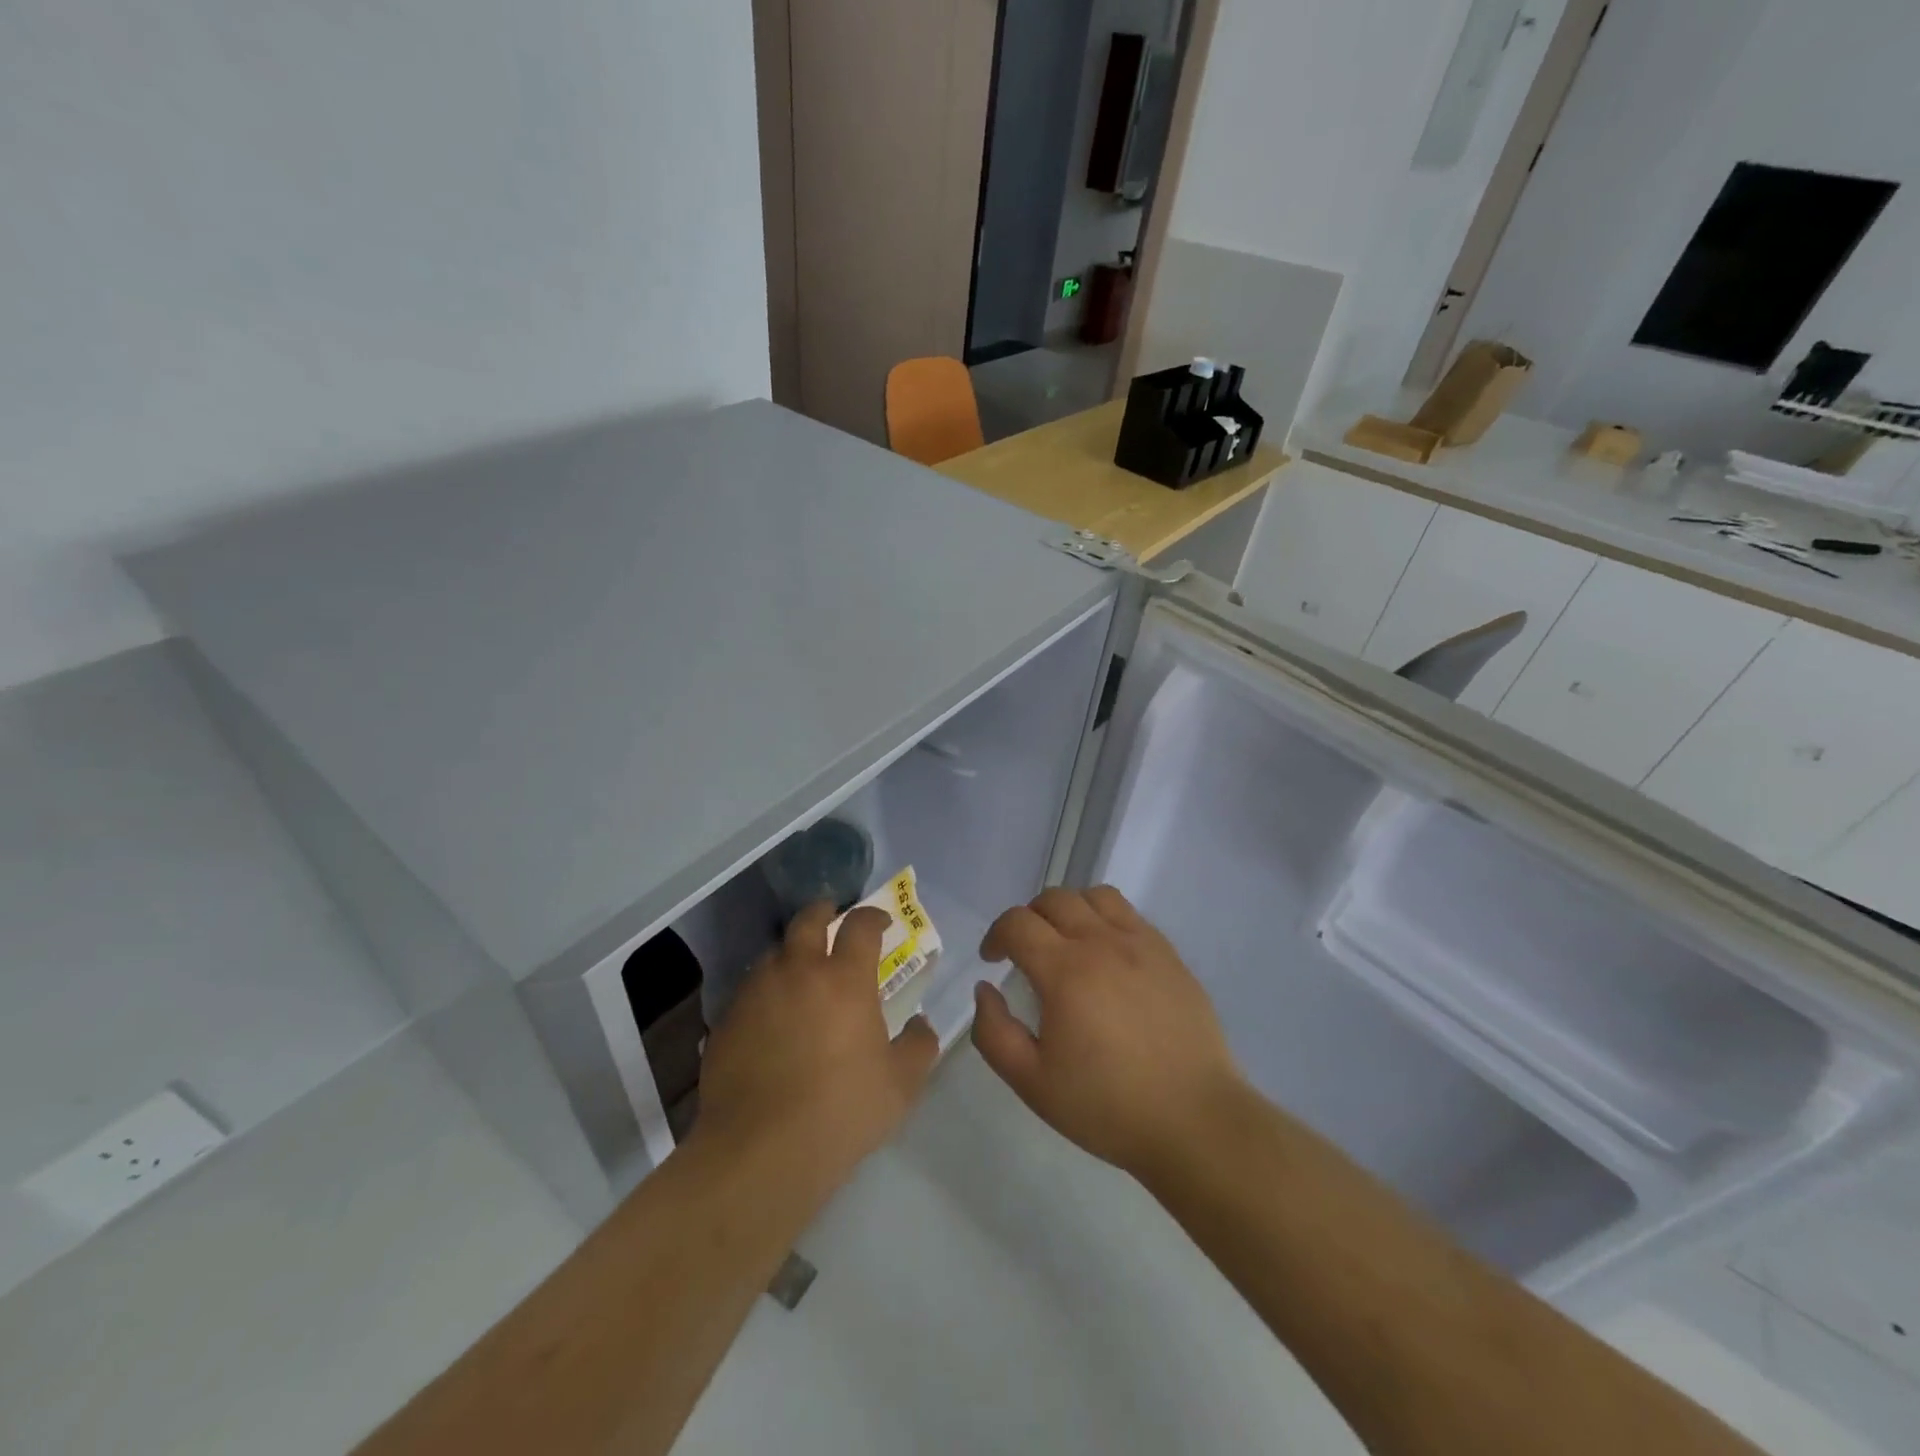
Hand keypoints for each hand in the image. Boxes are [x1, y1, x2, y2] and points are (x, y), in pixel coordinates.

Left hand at [691, 903, 939, 1194]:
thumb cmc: (842, 1112)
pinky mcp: (727, 1021)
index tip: (881, 922)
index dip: (873, 916)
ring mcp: (757, 994)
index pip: (860, 926)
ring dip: (791, 953)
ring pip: (774, 954)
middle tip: (831, 917)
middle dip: (823, 912)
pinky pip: (749, 991)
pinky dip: (765, 991)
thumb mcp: (901, 1085)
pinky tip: (770, 1017)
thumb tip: (922, 1024)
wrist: (760, 1152)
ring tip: (799, 971)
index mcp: (845, 979)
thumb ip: (919, 1046)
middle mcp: (798, 972)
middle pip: (808, 921)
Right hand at [971, 886, 1244, 1178]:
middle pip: (1054, 899)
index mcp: (1065, 971)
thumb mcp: (1032, 1083)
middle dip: (1028, 917)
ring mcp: (1141, 944)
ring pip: (1095, 896)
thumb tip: (985, 990)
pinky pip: (1129, 914)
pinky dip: (1105, 919)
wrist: (1194, 1120)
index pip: (1017, 923)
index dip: (996, 935)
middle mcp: (1102, 943)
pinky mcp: (1169, 954)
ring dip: (1069, 909)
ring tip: (1066, 941)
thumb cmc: (1107, 1106)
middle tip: (1025, 951)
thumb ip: (994, 1033)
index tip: (992, 960)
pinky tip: (1107, 955)